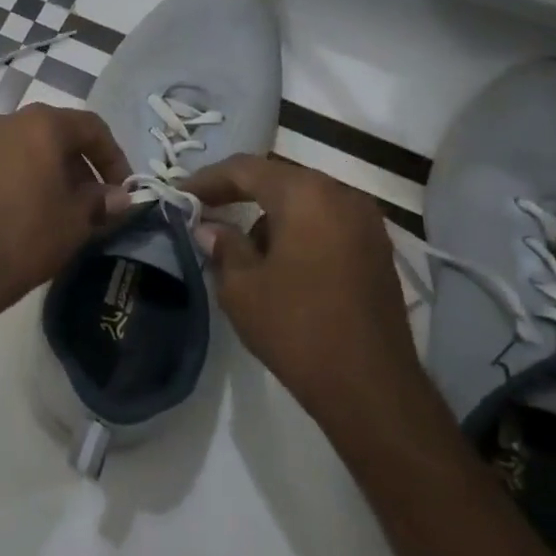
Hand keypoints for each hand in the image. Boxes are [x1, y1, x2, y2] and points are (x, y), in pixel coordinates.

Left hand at [0, 104, 130, 317]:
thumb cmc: (28, 236)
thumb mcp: (77, 220)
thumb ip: (101, 200)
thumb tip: (118, 196)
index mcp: (41, 124)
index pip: (90, 127)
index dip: (113, 156)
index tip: (122, 188)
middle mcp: (6, 120)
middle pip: (55, 133)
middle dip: (79, 163)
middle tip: (93, 199)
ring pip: (25, 145)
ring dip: (48, 168)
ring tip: (59, 204)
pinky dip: (19, 174)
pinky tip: (24, 205)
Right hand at [183, 154, 419, 419]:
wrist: (369, 385)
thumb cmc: (296, 327)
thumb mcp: (241, 286)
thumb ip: (223, 246)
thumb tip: (210, 228)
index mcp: (306, 195)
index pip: (245, 169)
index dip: (207, 180)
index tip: (178, 195)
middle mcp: (342, 195)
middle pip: (278, 180)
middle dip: (238, 193)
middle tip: (203, 211)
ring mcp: (367, 222)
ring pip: (304, 201)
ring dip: (269, 214)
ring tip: (240, 244)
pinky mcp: (377, 249)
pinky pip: (326, 222)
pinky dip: (297, 229)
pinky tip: (277, 260)